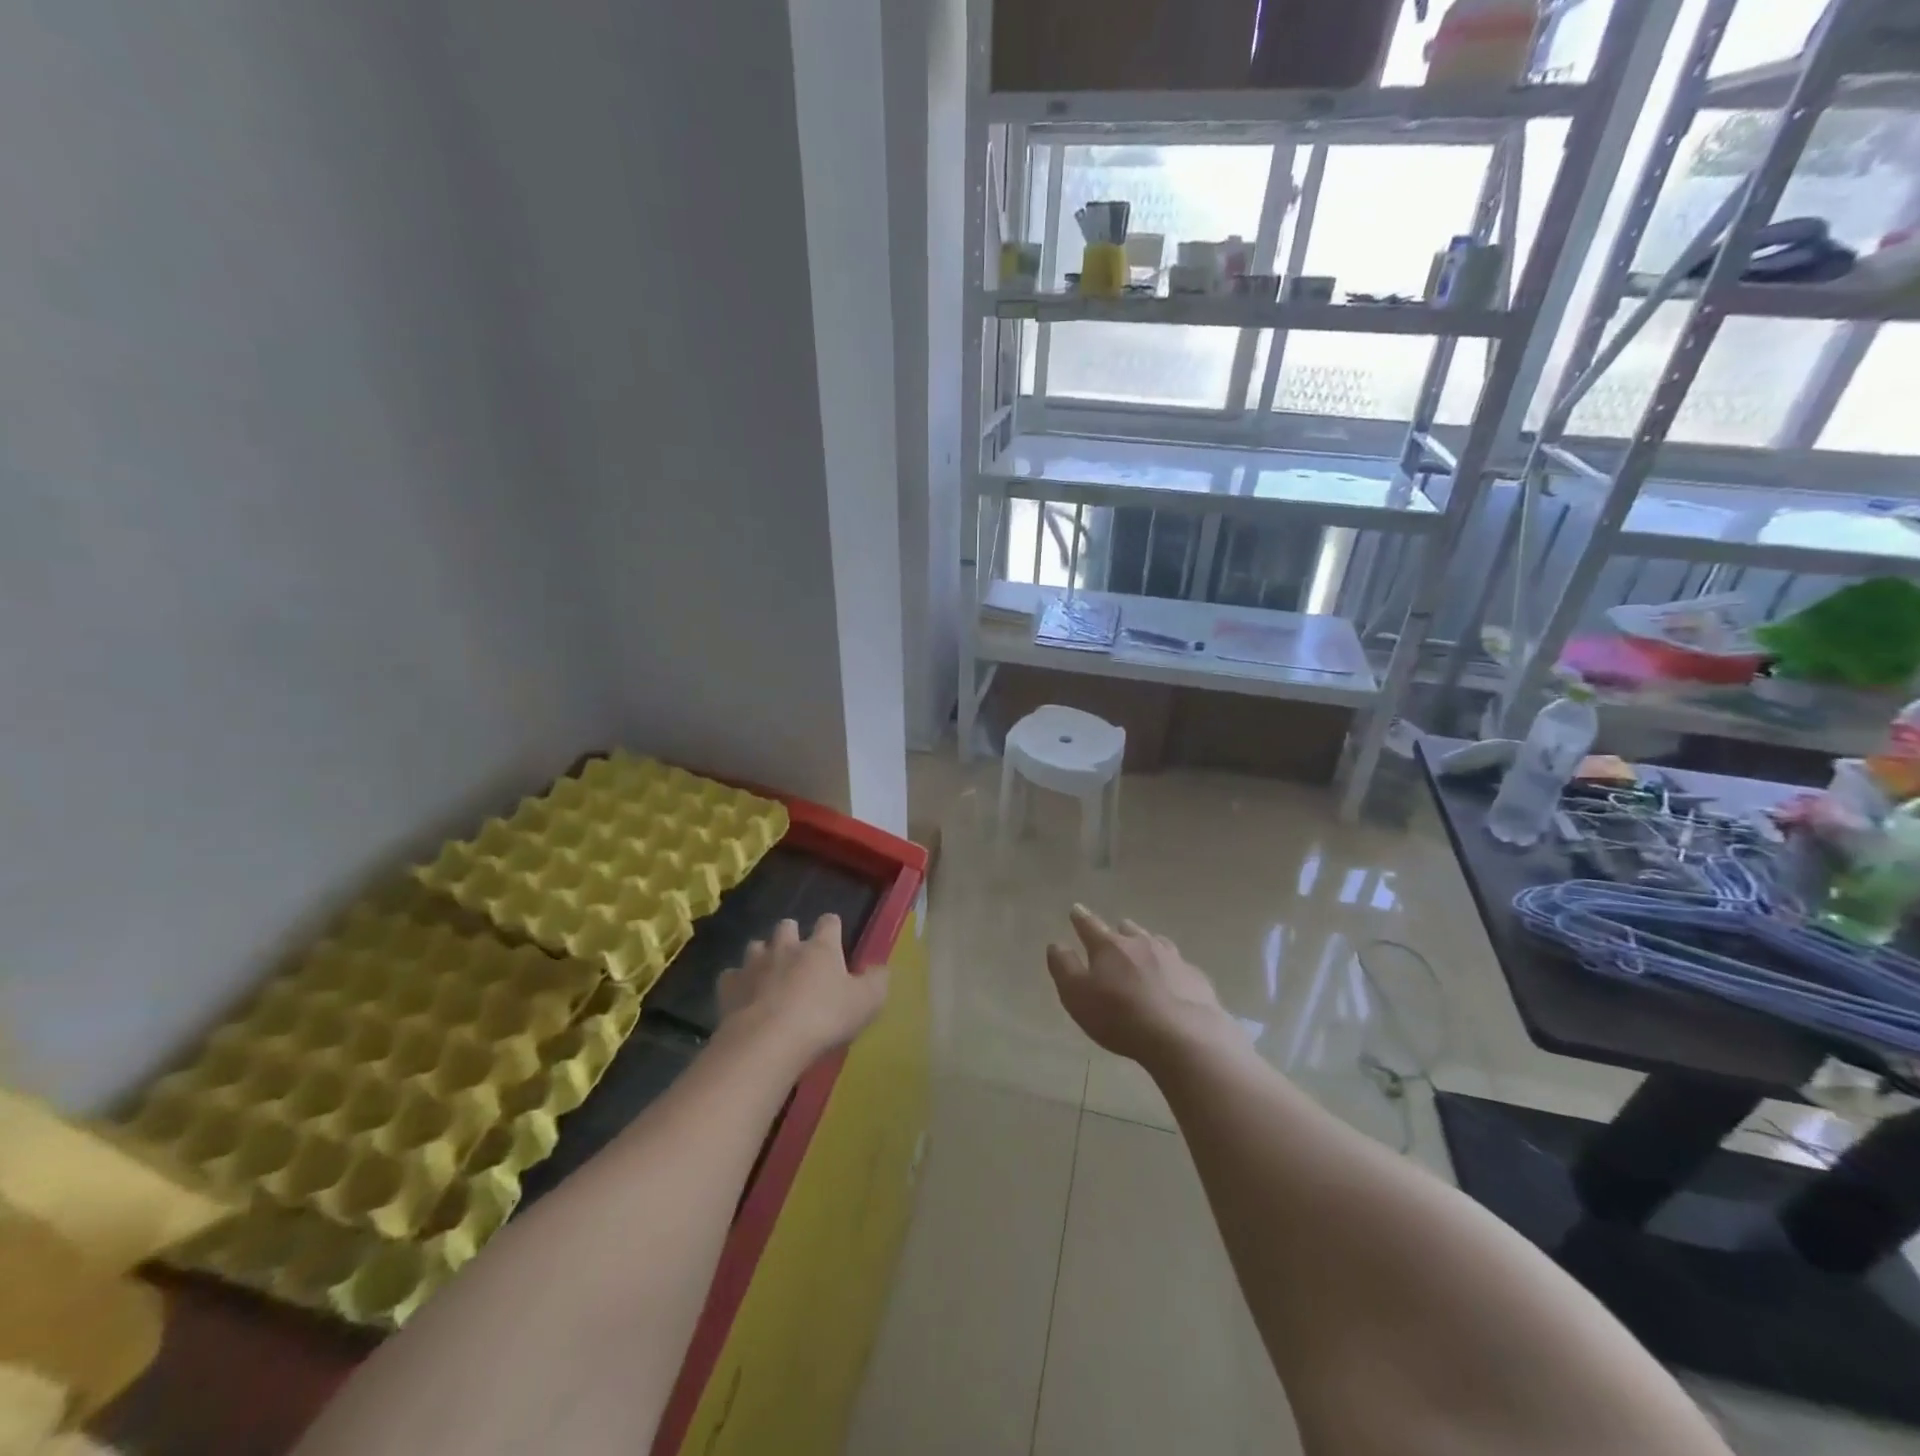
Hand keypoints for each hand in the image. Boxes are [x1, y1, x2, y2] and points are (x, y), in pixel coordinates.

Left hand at [717, 915, 887, 1064]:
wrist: (768, 1042)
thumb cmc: (824, 1018)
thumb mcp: (866, 1003)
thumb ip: (877, 982)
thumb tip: (881, 968)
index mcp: (821, 948)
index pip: (829, 922)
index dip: (832, 927)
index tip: (835, 937)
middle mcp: (786, 947)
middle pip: (786, 925)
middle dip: (791, 934)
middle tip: (798, 956)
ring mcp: (754, 964)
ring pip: (756, 946)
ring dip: (763, 956)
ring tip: (769, 975)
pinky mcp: (729, 987)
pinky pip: (731, 976)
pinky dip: (737, 983)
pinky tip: (743, 996)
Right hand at [1047, 905, 1230, 1064]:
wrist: (1183, 1036)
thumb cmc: (1120, 1016)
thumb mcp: (1077, 995)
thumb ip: (1064, 967)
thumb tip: (1056, 944)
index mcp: (1109, 946)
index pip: (1090, 925)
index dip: (1080, 918)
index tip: (1075, 910)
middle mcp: (1141, 943)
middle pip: (1126, 929)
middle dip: (1118, 931)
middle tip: (1114, 937)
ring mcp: (1172, 958)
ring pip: (1155, 942)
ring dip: (1146, 945)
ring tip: (1144, 953)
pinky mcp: (1195, 977)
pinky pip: (1179, 966)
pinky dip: (1172, 969)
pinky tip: (1173, 981)